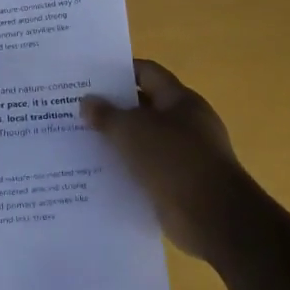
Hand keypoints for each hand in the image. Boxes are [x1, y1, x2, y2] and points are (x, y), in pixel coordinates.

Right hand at [81, 59, 271, 267]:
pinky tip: (99, 175)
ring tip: (81, 143)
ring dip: (118, 143)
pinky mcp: (179, 185)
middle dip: (113, 109)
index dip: (119, 72)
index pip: (147, 73)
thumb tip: (87, 101)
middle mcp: (186, 124)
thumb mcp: (132, 131)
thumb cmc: (174, 160)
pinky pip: (147, 171)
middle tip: (77, 111)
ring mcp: (185, 156)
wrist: (212, 217)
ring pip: (144, 142)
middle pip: (144, 107)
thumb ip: (106, 114)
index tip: (89, 78)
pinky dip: (126, 171)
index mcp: (180, 100)